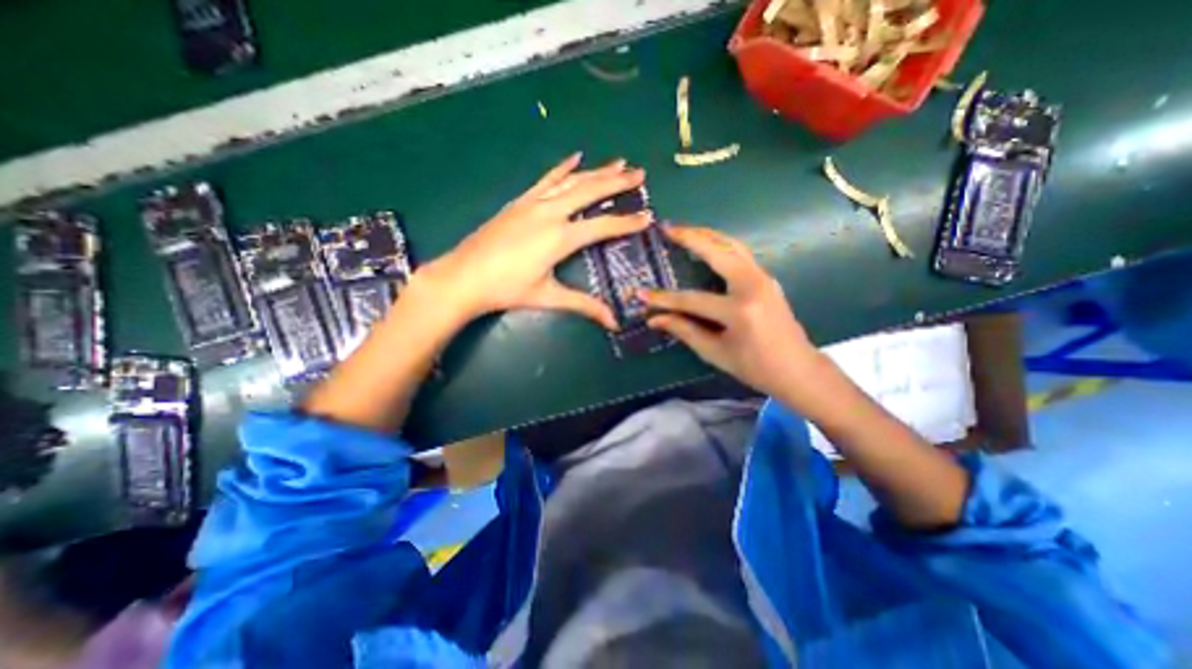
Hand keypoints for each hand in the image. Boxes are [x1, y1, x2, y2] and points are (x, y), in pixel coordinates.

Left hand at [421, 151, 650, 328]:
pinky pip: (546, 179)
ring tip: (619, 162)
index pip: (602, 226)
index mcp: (559, 238)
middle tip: (640, 174)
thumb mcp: (548, 297)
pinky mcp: (520, 201)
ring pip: (572, 181)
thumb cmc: (507, 289)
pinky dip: (563, 168)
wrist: (464, 276)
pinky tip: (576, 157)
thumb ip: (584, 306)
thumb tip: (613, 323)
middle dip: (618, 182)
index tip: (647, 216)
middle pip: (590, 191)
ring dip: (597, 171)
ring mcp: (533, 202)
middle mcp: (550, 213)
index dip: (627, 222)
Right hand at [639, 223, 824, 401]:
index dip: (664, 299)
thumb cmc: (755, 367)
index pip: (692, 300)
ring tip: (685, 229)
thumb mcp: (716, 353)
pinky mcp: (767, 279)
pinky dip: (721, 245)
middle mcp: (753, 286)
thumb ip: (685, 331)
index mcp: (739, 311)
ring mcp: (763, 278)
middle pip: (718, 253)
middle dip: (691, 239)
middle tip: (668, 228)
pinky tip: (707, 245)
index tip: (642, 295)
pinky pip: (741, 254)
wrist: (798, 369)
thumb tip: (655, 319)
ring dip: (708, 235)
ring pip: (733, 246)